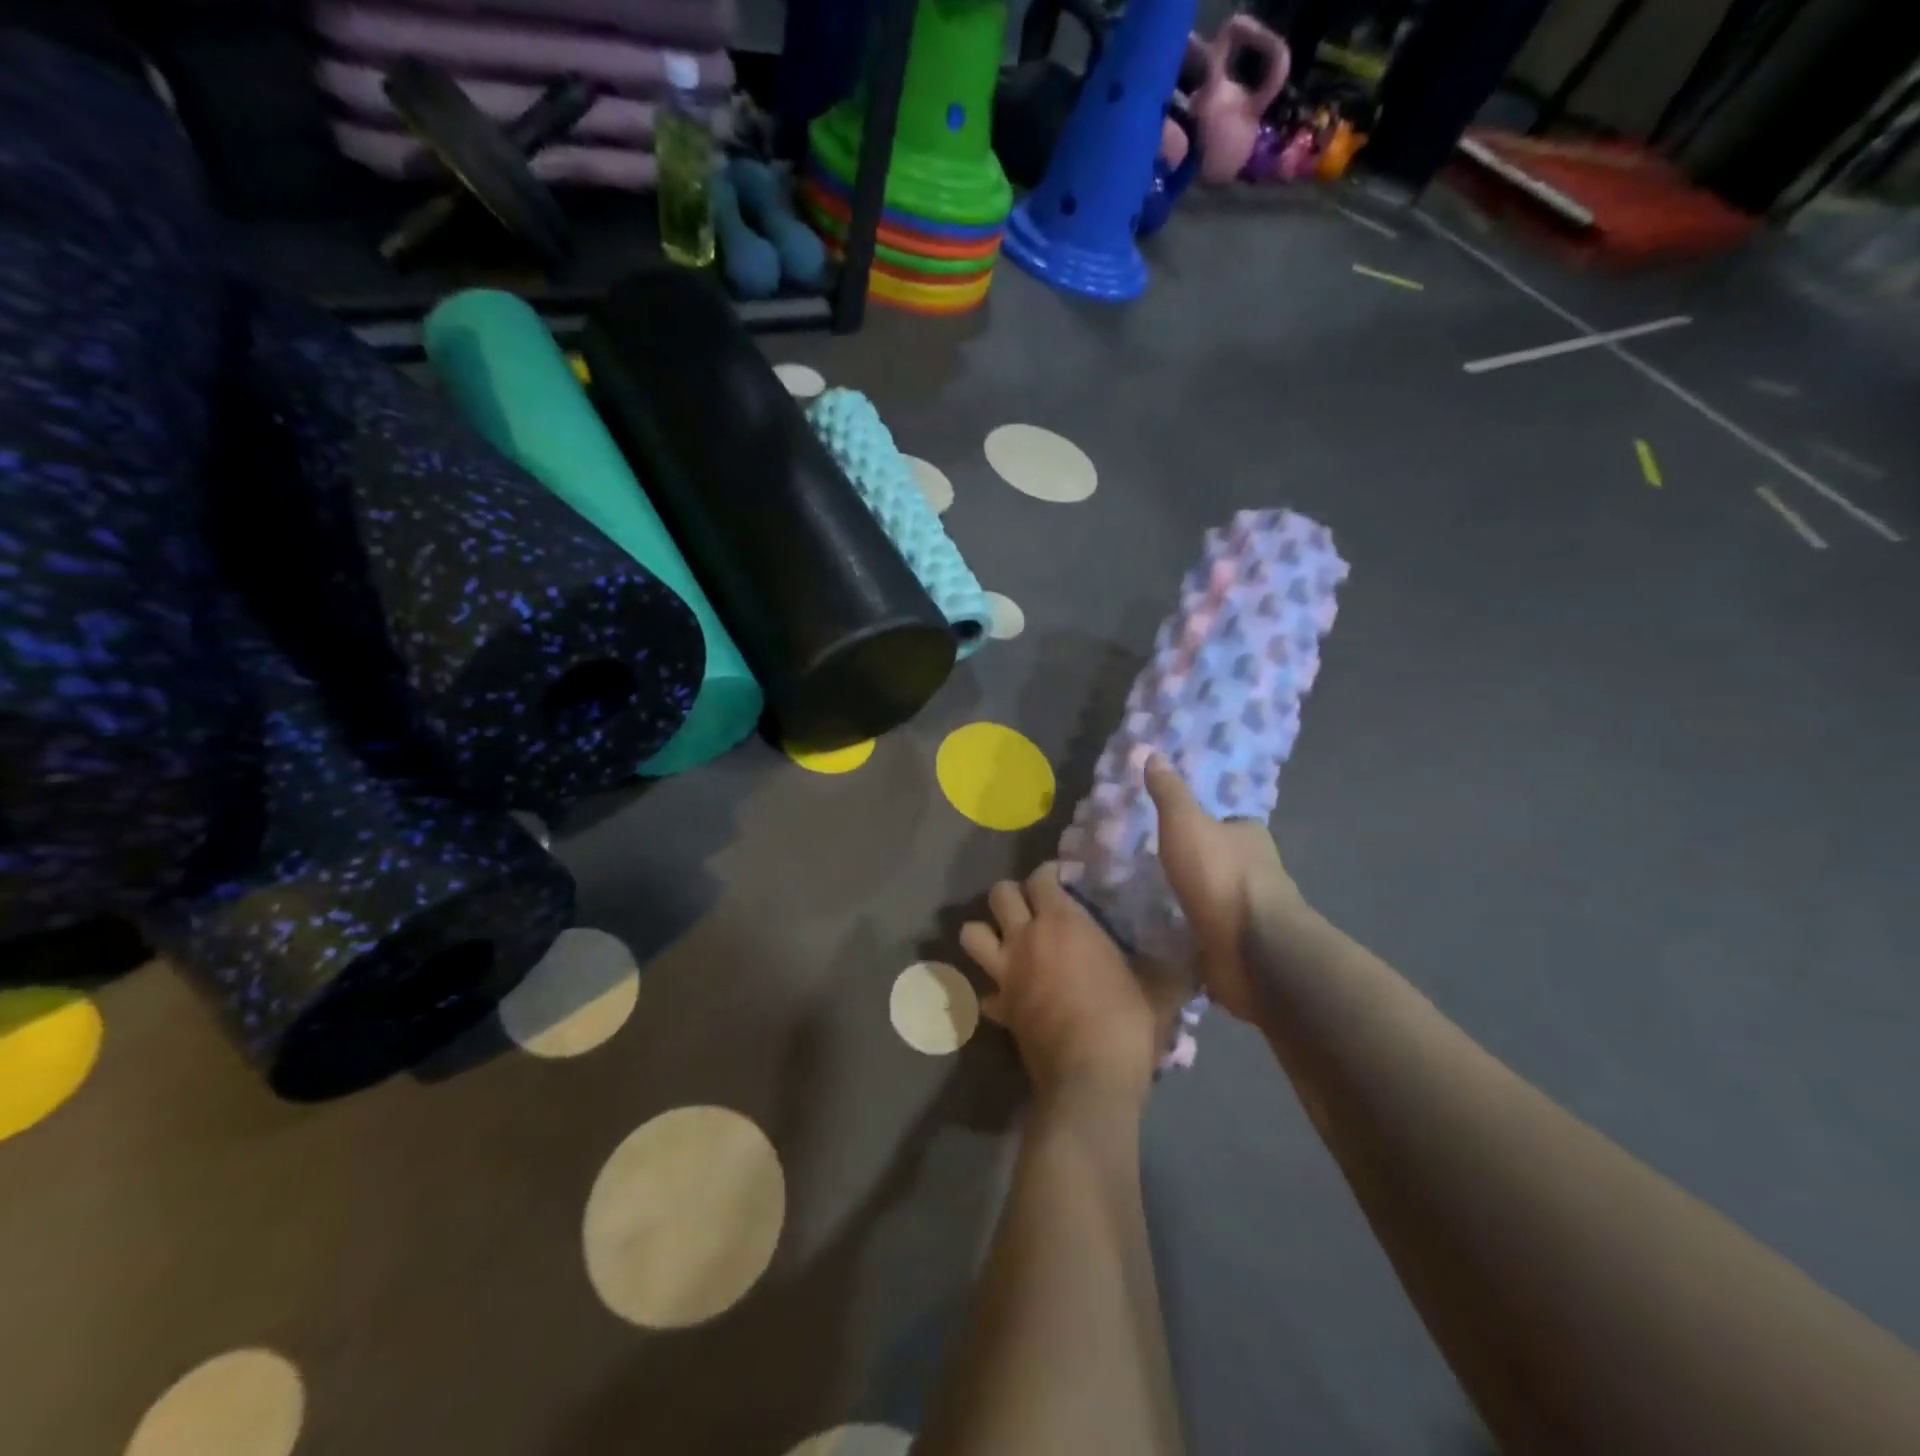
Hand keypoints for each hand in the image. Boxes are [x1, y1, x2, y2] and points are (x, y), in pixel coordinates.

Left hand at [961, 863, 1172, 1104]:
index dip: (1050, 874)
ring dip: (985, 932)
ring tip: (1006, 941)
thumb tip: (1198, 956)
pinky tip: (1006, 997)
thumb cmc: (1126, 1021)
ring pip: (971, 933)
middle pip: (999, 893)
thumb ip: (1171, 966)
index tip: (1065, 882)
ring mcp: (1005, 973)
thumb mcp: (1161, 988)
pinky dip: (989, 991)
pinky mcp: (999, 1009)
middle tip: (1034, 907)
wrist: (1091, 1078)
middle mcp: (1025, 938)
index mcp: (1062, 921)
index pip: (1041, 876)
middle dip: (1013, 894)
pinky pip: (981, 993)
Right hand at [1145, 753, 1310, 1022]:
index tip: (1176, 828)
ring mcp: (1251, 911)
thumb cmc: (1219, 875)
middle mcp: (1259, 870)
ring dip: (1197, 897)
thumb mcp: (1185, 823)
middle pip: (1225, 858)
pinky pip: (1213, 931)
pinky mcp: (1241, 945)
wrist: (1251, 948)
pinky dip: (1195, 929)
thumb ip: (1169, 793)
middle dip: (1199, 861)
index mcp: (1251, 836)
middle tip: (1158, 862)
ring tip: (1155, 897)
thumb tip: (1153, 753)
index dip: (1206, 823)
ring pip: (1219, 896)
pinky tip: (1170, 930)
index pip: (1229, 822)